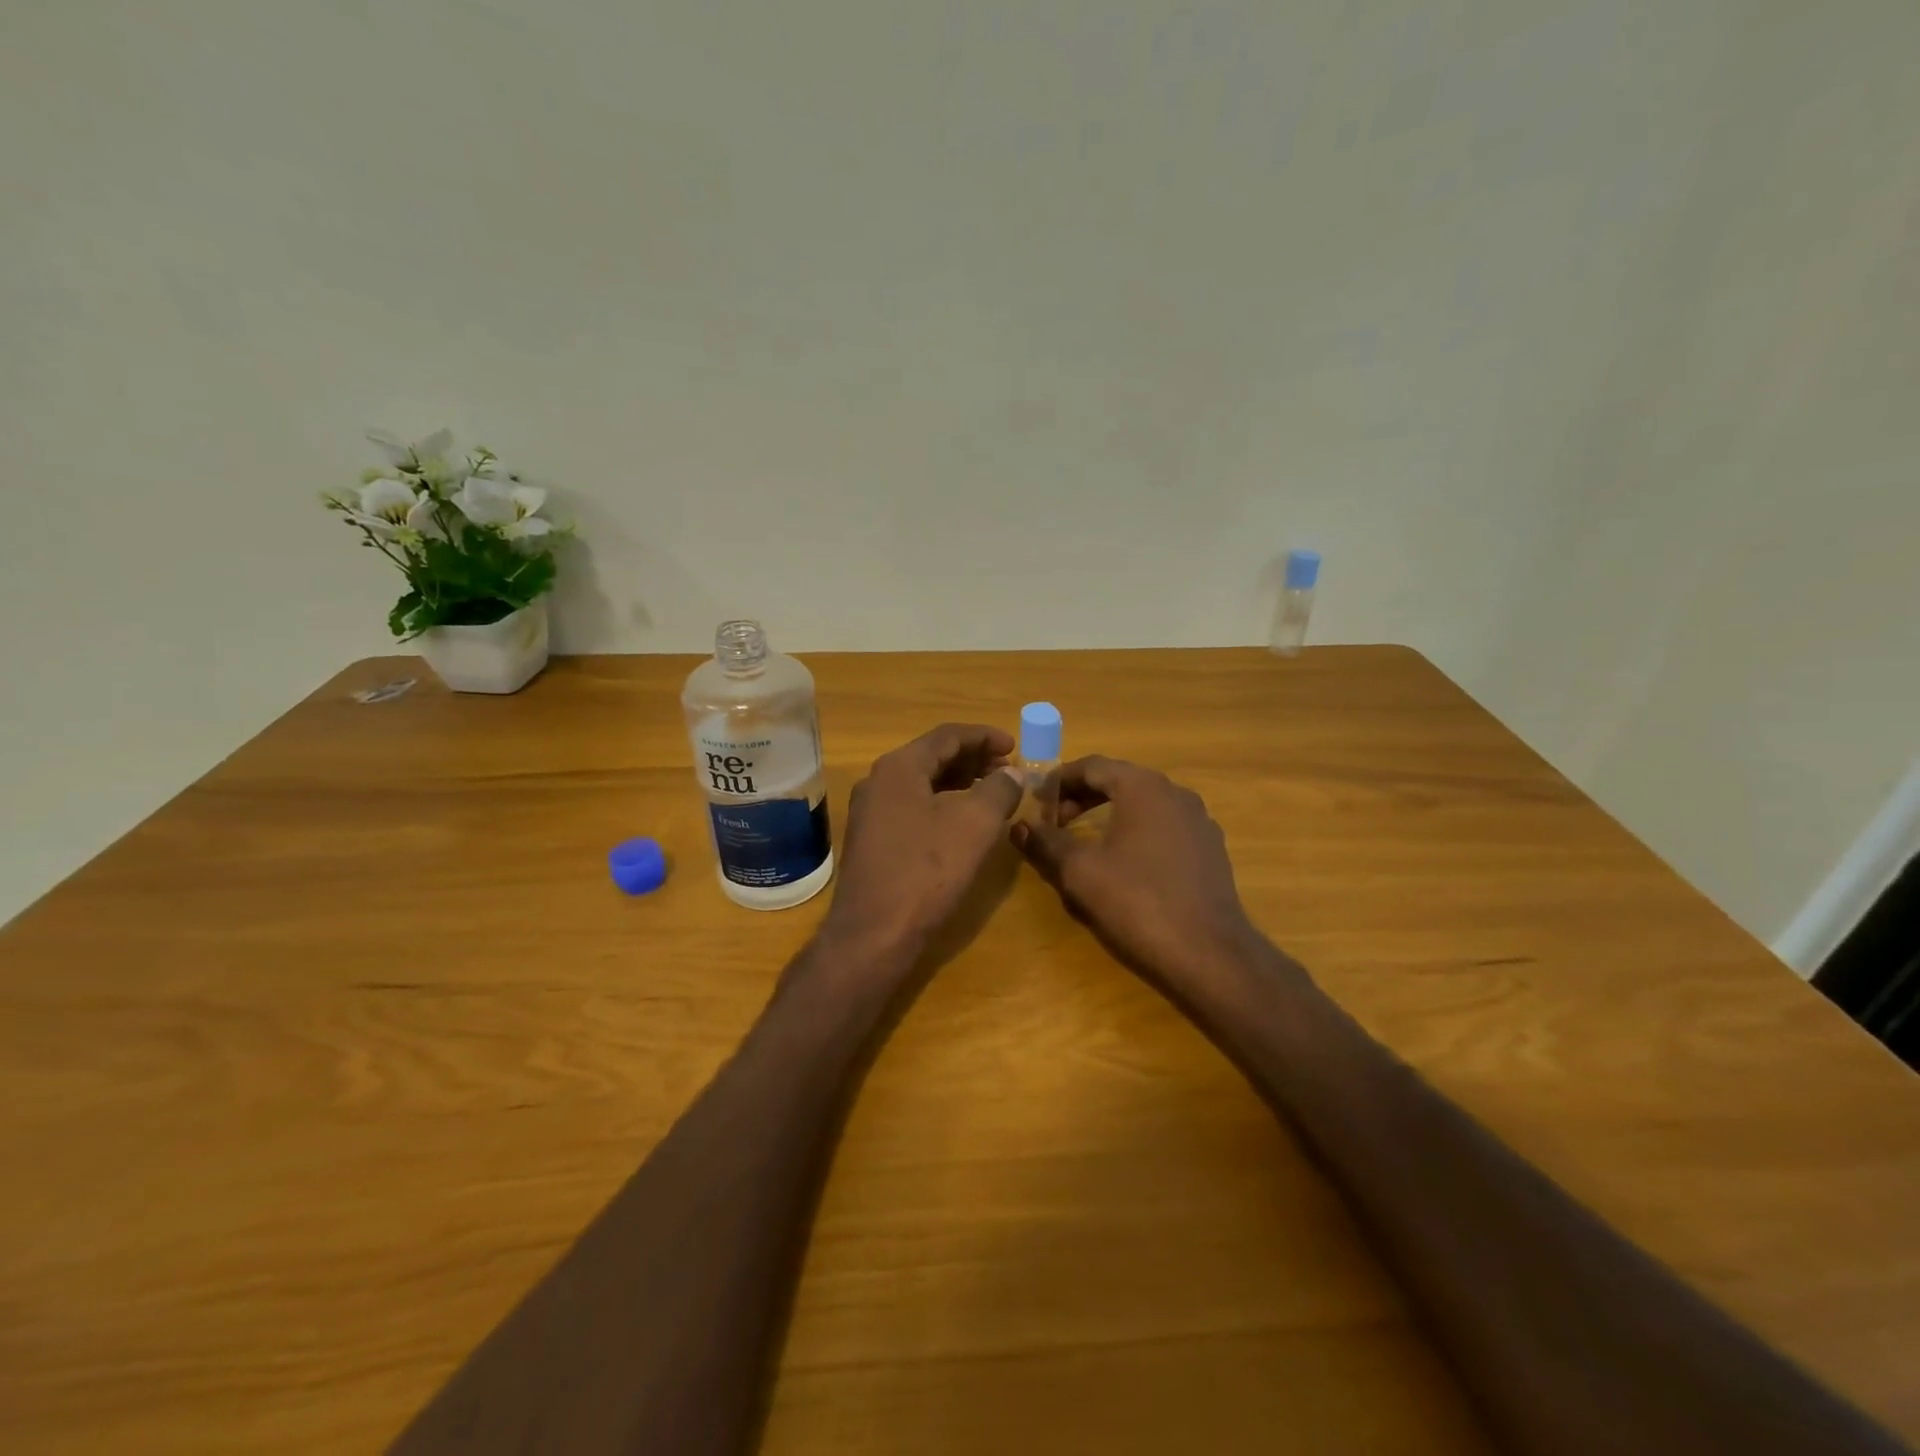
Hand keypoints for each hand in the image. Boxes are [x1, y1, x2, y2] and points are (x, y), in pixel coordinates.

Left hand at [822, 724, 1022, 959]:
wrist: (873, 935)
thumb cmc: (926, 871)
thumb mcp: (975, 824)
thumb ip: (999, 789)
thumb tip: (1013, 773)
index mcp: (899, 767)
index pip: (947, 736)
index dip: (985, 737)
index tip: (1015, 746)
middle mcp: (878, 782)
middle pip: (932, 756)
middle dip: (974, 760)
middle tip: (1008, 770)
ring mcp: (870, 812)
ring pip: (922, 783)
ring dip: (959, 783)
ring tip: (993, 793)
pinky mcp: (872, 841)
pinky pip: (913, 807)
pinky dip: (942, 805)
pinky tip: (963, 823)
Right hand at [1012, 755, 1266, 993]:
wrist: (1209, 957)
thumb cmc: (1137, 903)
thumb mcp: (1078, 872)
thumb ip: (1045, 843)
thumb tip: (1018, 826)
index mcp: (1144, 787)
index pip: (1092, 766)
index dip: (1059, 781)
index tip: (1035, 804)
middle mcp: (1176, 793)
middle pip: (1119, 781)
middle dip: (1082, 798)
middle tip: (1054, 824)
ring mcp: (1199, 822)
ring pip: (1143, 806)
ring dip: (1109, 816)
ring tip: (1083, 844)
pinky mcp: (1210, 851)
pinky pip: (1163, 828)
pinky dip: (1135, 834)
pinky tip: (1123, 866)